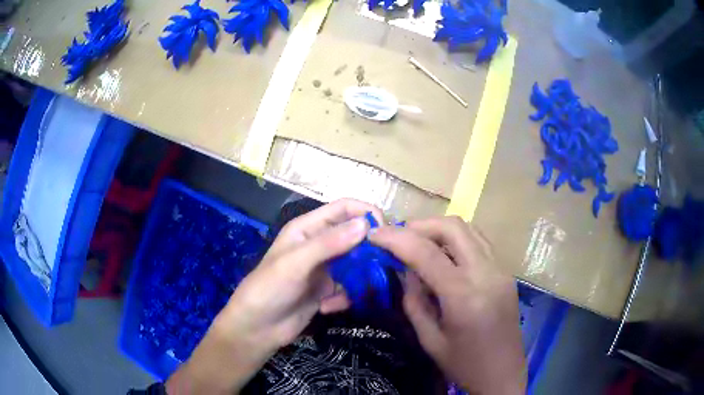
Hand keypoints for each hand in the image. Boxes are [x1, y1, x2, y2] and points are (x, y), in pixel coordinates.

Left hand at [166, 199, 381, 393]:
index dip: (366, 213)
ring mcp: (326, 268)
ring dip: (359, 278)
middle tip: (380, 267)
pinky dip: (346, 296)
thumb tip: (366, 224)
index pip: (344, 209)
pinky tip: (329, 307)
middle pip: (355, 236)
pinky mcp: (329, 290)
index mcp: (308, 228)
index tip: (385, 231)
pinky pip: (351, 287)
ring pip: (357, 263)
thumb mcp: (296, 263)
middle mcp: (320, 245)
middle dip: (368, 250)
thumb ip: (329, 243)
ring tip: (348, 292)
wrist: (258, 328)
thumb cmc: (269, 288)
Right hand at [370, 217, 525, 394]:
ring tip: (418, 243)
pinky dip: (457, 240)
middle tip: (398, 237)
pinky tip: (444, 256)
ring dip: (439, 230)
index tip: (373, 234)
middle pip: (453, 227)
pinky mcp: (506, 272)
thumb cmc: (463, 365)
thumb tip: (406, 269)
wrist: (503, 374)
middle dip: (420, 225)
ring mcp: (501, 270)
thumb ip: (414, 300)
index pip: (426, 253)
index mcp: (464, 296)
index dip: (395, 238)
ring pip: (469, 229)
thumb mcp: (429, 339)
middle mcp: (487, 274)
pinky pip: (479, 242)